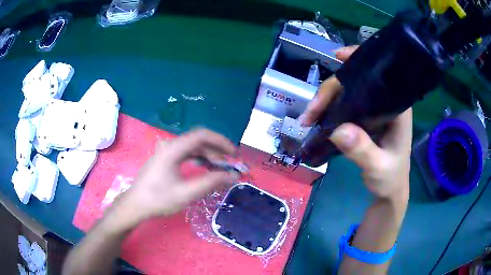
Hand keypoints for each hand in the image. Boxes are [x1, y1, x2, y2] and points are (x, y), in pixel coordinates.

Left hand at [113, 129, 239, 227]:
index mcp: (173, 149)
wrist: (136, 204)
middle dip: (217, 151)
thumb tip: (233, 175)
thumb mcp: (187, 193)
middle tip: (230, 165)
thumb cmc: (158, 199)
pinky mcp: (166, 157)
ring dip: (209, 156)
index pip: (202, 135)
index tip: (234, 154)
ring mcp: (167, 150)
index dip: (221, 141)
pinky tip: (205, 168)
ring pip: (193, 147)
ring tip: (220, 169)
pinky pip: (186, 153)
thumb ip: (211, 182)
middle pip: (198, 140)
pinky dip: (199, 159)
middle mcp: (170, 145)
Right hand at [301, 46, 411, 199]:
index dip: (358, 59)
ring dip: (326, 99)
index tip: (336, 56)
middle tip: (311, 111)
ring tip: (309, 116)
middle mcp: (386, 102)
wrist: (389, 190)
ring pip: (347, 91)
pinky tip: (317, 115)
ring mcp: (374, 109)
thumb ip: (363, 151)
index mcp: (397, 106)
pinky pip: (345, 104)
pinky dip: (329, 107)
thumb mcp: (378, 168)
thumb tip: (337, 130)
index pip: (379, 73)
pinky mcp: (365, 118)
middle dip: (330, 89)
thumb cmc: (390, 178)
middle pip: (356, 81)